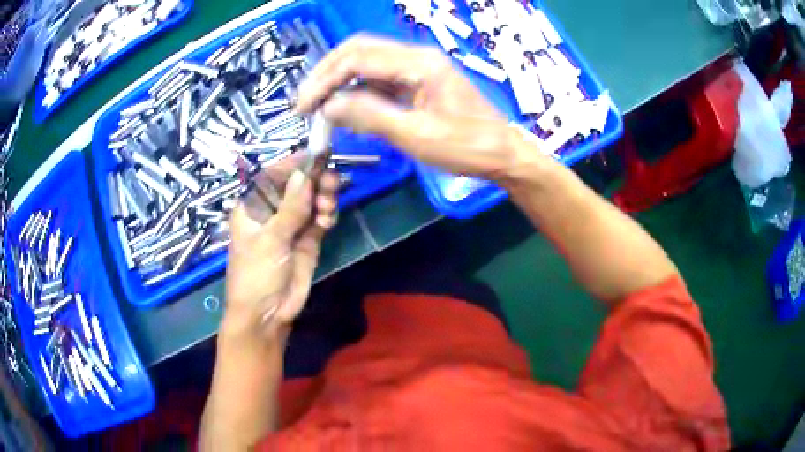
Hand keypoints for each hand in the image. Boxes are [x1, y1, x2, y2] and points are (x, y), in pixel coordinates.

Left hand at [223, 163, 338, 339]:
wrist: (267, 315)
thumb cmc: (256, 275)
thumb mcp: (270, 240)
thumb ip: (290, 208)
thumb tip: (304, 174)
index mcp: (253, 206)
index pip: (274, 175)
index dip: (295, 164)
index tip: (318, 155)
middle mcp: (273, 211)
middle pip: (298, 185)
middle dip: (315, 182)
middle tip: (331, 183)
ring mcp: (291, 225)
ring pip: (312, 200)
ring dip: (324, 198)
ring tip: (327, 210)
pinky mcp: (308, 240)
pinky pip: (320, 218)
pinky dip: (327, 215)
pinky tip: (327, 221)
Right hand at [296, 35, 538, 181]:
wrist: (503, 153)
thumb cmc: (466, 147)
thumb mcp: (416, 136)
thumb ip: (370, 116)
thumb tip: (328, 106)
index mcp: (419, 63)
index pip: (357, 58)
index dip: (324, 80)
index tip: (303, 106)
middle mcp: (416, 56)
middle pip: (359, 51)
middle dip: (327, 74)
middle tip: (306, 102)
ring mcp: (418, 67)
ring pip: (367, 62)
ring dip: (340, 81)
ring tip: (319, 107)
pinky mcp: (419, 81)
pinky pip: (380, 78)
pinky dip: (358, 91)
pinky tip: (345, 109)